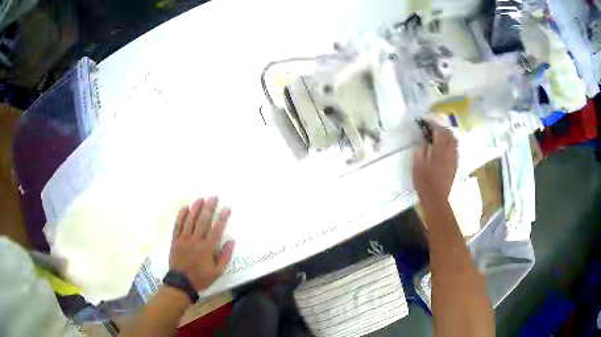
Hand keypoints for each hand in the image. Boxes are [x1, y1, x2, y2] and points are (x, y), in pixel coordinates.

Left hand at [169, 196, 234, 291]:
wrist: (181, 283)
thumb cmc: (201, 277)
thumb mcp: (218, 272)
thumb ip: (225, 256)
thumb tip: (231, 241)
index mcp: (207, 248)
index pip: (217, 230)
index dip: (222, 218)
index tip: (227, 208)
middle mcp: (196, 241)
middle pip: (203, 221)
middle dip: (209, 208)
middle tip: (214, 197)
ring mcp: (184, 239)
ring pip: (190, 221)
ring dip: (196, 208)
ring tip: (201, 198)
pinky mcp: (175, 240)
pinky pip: (178, 226)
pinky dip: (181, 216)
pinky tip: (185, 208)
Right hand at [413, 123, 457, 207]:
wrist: (436, 199)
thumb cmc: (425, 182)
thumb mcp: (417, 164)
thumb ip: (421, 149)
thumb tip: (424, 141)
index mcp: (440, 149)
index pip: (439, 130)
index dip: (432, 123)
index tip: (424, 121)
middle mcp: (450, 151)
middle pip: (449, 133)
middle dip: (440, 128)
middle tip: (431, 128)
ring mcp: (454, 158)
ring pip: (454, 141)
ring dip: (446, 135)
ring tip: (438, 137)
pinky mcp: (455, 165)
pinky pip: (454, 149)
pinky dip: (449, 144)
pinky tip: (443, 149)